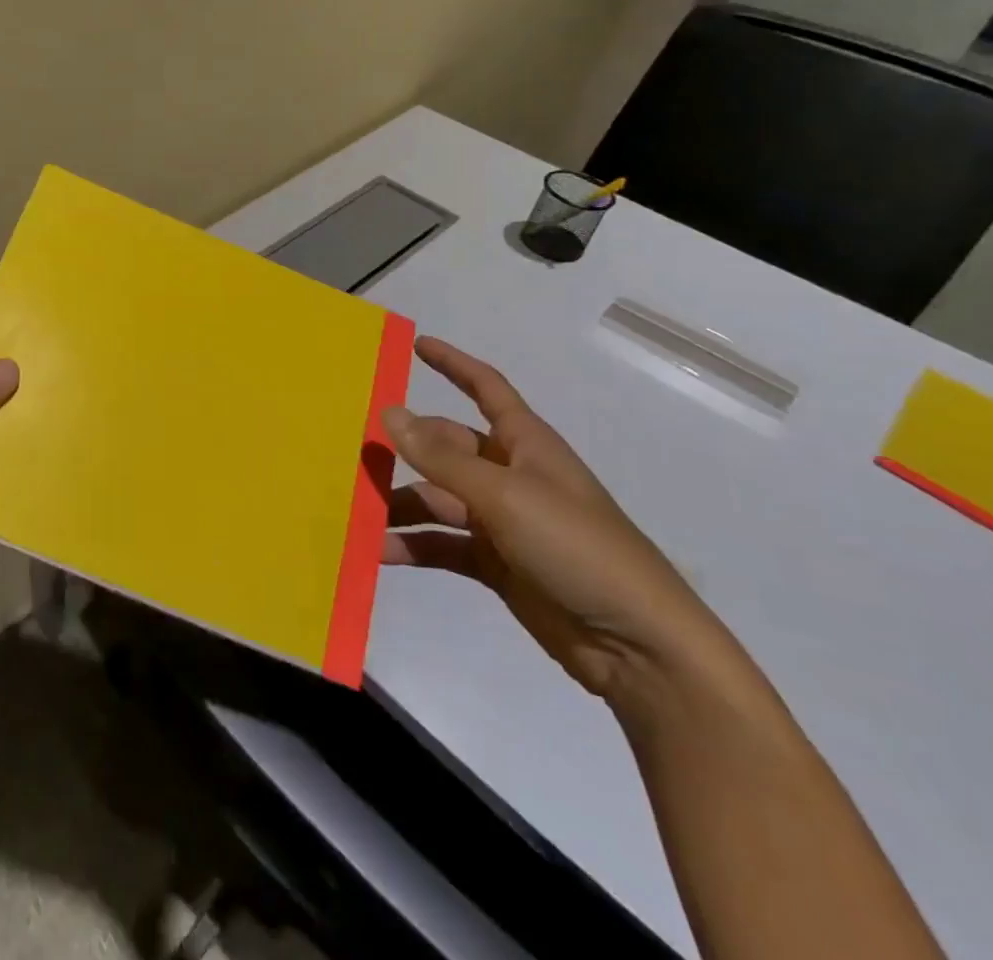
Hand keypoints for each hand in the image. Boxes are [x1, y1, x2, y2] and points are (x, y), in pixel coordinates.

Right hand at [381, 337, 736, 704]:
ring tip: (356, 511)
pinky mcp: (496, 564)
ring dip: (400, 504)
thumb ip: (441, 457)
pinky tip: (379, 552)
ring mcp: (502, 522)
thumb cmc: (577, 548)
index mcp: (526, 445)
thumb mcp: (504, 495)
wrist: (638, 647)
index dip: (454, 365)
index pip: (487, 389)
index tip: (416, 345)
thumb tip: (389, 412)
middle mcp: (511, 475)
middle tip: (354, 451)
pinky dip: (412, 546)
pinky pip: (442, 544)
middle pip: (447, 448)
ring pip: (437, 498)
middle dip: (406, 448)